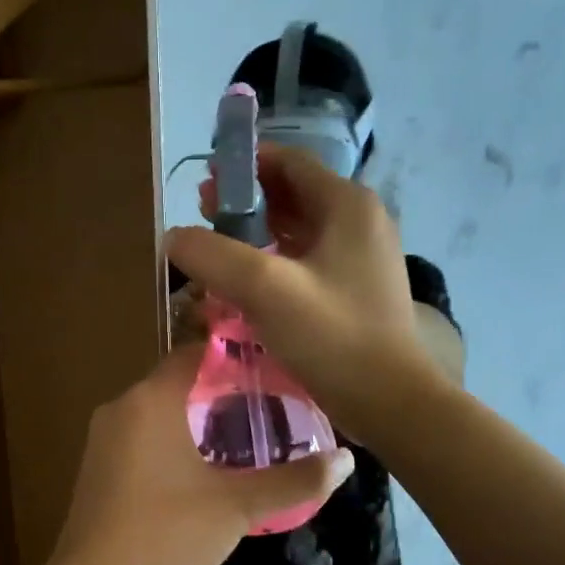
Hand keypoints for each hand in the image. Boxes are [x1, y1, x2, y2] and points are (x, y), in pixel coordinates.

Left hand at [46, 342, 353, 564]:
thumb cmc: (166, 537)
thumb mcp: (238, 508)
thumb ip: (294, 480)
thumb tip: (347, 460)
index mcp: (151, 400)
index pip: (197, 352)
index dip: (237, 356)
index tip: (276, 369)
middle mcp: (122, 407)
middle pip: (180, 382)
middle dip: (225, 393)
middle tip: (273, 409)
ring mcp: (103, 439)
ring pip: (161, 413)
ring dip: (200, 421)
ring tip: (248, 440)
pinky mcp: (98, 469)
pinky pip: (144, 438)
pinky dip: (176, 442)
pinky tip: (206, 472)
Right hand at [166, 146, 435, 438]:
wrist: (390, 401)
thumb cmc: (332, 336)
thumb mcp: (264, 289)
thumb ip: (213, 255)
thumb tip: (174, 237)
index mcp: (347, 205)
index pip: (289, 162)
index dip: (244, 165)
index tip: (204, 181)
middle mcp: (360, 223)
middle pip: (293, 196)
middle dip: (246, 202)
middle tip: (202, 217)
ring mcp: (361, 260)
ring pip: (299, 232)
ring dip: (258, 236)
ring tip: (217, 251)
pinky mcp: (356, 293)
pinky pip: (307, 264)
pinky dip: (275, 264)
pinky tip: (247, 286)